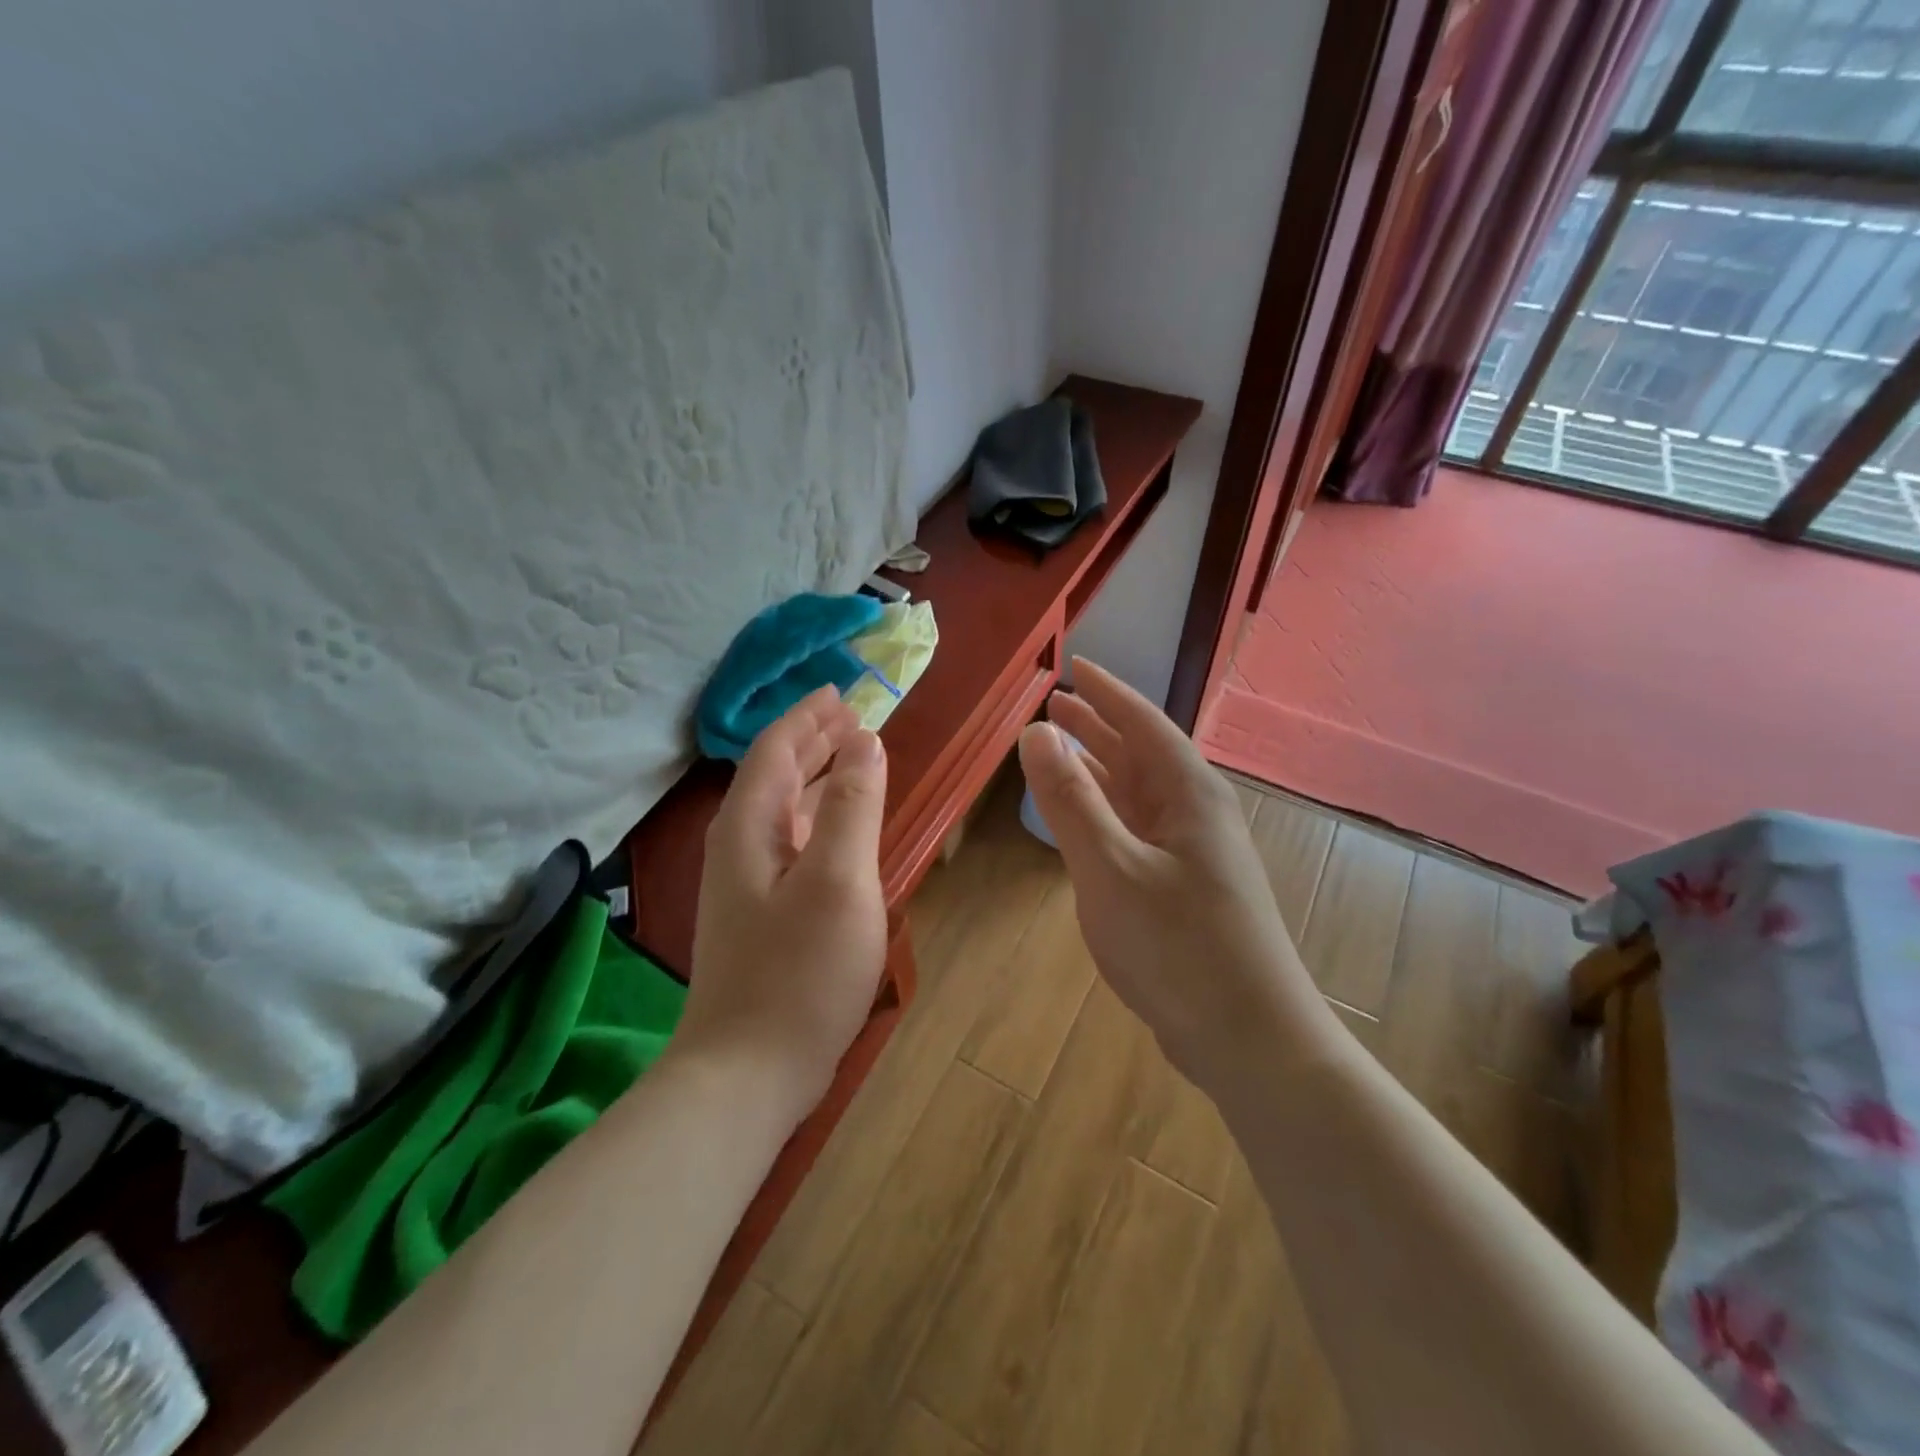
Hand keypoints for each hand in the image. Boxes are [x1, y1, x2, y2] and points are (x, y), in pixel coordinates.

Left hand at [684, 687, 888, 1118]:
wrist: (748, 1072)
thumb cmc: (799, 972)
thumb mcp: (839, 880)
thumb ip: (854, 806)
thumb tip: (866, 743)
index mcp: (750, 826)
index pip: (775, 749)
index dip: (808, 717)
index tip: (842, 692)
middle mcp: (741, 845)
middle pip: (775, 775)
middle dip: (813, 741)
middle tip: (855, 719)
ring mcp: (749, 883)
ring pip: (784, 810)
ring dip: (818, 778)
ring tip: (855, 758)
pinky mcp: (763, 915)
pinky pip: (794, 843)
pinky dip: (820, 819)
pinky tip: (842, 828)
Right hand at [1018, 660, 1338, 1093]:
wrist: (1249, 1037)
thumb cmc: (1178, 946)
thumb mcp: (1110, 868)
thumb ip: (1070, 799)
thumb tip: (1035, 732)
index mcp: (1188, 793)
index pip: (1143, 721)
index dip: (1106, 692)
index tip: (1075, 665)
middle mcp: (1195, 812)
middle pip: (1141, 753)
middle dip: (1098, 726)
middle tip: (1055, 705)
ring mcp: (1194, 851)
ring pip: (1139, 793)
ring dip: (1101, 768)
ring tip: (1061, 748)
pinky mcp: (1186, 887)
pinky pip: (1139, 828)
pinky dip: (1107, 812)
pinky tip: (1087, 819)